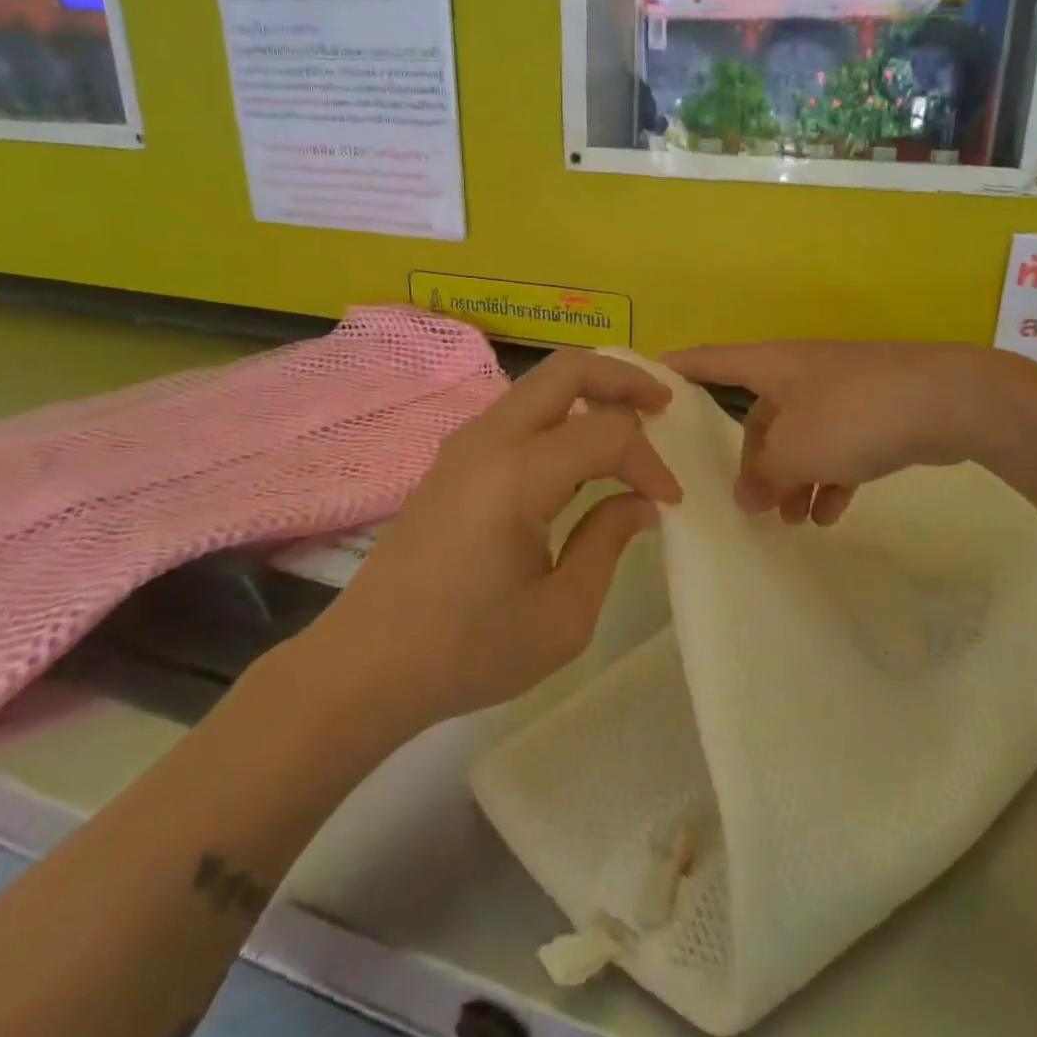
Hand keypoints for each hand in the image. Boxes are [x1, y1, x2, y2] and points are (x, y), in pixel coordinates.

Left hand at [322, 350, 681, 728]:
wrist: (366, 666)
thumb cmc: (468, 650)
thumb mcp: (562, 615)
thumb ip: (608, 542)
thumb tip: (640, 502)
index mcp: (516, 477)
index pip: (606, 435)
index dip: (650, 462)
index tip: (671, 502)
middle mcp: (488, 441)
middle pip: (567, 369)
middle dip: (624, 378)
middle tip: (663, 407)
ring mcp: (463, 445)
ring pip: (540, 384)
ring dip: (590, 392)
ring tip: (630, 424)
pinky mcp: (452, 461)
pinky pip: (518, 413)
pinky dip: (560, 414)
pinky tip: (578, 454)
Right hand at [664, 341, 984, 526]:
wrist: (949, 400)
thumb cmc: (853, 414)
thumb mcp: (794, 449)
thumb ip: (763, 475)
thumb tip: (749, 496)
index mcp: (770, 366)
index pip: (707, 362)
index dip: (674, 371)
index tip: (644, 388)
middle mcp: (798, 373)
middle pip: (758, 416)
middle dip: (752, 462)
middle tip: (749, 505)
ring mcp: (837, 392)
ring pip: (798, 438)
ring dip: (791, 479)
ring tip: (792, 521)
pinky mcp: (871, 414)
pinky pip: (835, 449)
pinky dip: (828, 479)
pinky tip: (829, 514)